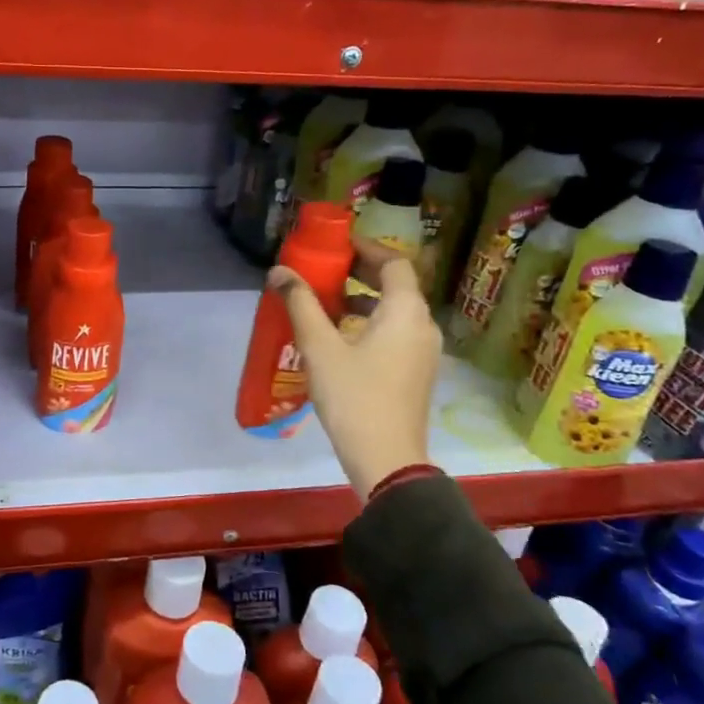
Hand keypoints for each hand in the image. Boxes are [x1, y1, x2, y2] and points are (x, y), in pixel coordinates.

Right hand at [271, 244, 440, 500]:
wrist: (386, 458)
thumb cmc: (354, 396)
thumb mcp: (320, 347)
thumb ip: (301, 304)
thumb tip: (279, 271)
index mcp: (406, 311)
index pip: (394, 262)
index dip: (366, 248)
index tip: (336, 245)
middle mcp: (423, 325)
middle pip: (397, 285)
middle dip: (361, 272)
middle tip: (325, 269)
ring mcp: (424, 351)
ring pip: (396, 311)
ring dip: (364, 299)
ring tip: (326, 301)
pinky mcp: (416, 372)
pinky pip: (396, 332)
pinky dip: (371, 323)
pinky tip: (340, 337)